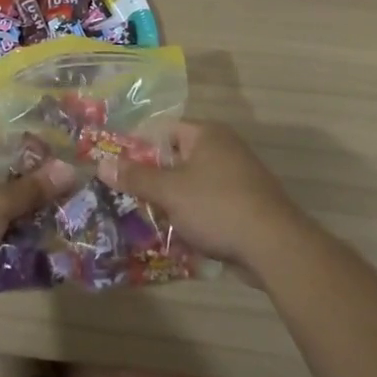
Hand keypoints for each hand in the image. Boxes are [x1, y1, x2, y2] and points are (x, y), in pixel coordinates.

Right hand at [102, 121, 308, 278]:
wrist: (274, 246)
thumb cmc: (217, 207)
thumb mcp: (169, 191)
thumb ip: (135, 177)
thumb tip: (102, 163)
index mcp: (206, 134)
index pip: (163, 130)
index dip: (138, 147)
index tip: (117, 168)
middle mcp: (224, 148)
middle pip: (177, 157)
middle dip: (153, 179)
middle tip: (128, 197)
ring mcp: (238, 176)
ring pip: (192, 183)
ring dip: (172, 201)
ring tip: (148, 219)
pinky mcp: (246, 204)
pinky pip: (209, 203)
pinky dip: (193, 215)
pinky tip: (178, 234)